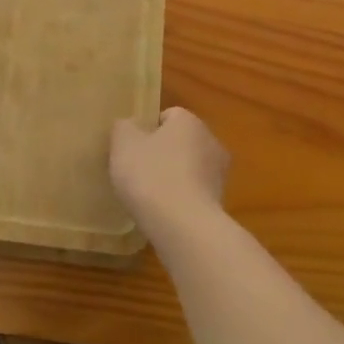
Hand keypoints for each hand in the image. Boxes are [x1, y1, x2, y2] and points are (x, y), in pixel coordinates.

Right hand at [110, 107, 227, 227]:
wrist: (184, 228)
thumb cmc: (151, 175)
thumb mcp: (123, 143)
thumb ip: (124, 128)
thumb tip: (129, 126)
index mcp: (190, 121)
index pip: (168, 116)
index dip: (147, 130)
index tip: (131, 149)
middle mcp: (211, 142)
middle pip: (181, 142)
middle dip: (162, 153)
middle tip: (137, 171)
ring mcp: (220, 175)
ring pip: (189, 169)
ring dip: (172, 178)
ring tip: (149, 196)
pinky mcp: (220, 204)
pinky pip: (193, 194)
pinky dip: (180, 200)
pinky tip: (164, 213)